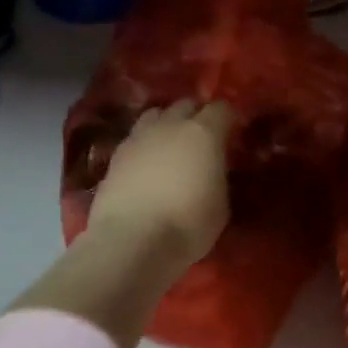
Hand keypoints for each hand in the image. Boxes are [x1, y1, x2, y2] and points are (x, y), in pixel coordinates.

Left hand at [86, 100, 232, 269]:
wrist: (131, 242)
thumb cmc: (188, 225)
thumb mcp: (221, 205)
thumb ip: (218, 177)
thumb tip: (212, 171)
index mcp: (204, 132)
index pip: (222, 108)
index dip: (228, 119)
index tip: (232, 134)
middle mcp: (170, 125)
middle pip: (186, 105)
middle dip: (196, 116)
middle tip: (202, 139)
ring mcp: (139, 137)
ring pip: (155, 114)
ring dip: (166, 124)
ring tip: (171, 145)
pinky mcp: (115, 156)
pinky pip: (135, 138)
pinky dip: (144, 145)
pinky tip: (146, 165)